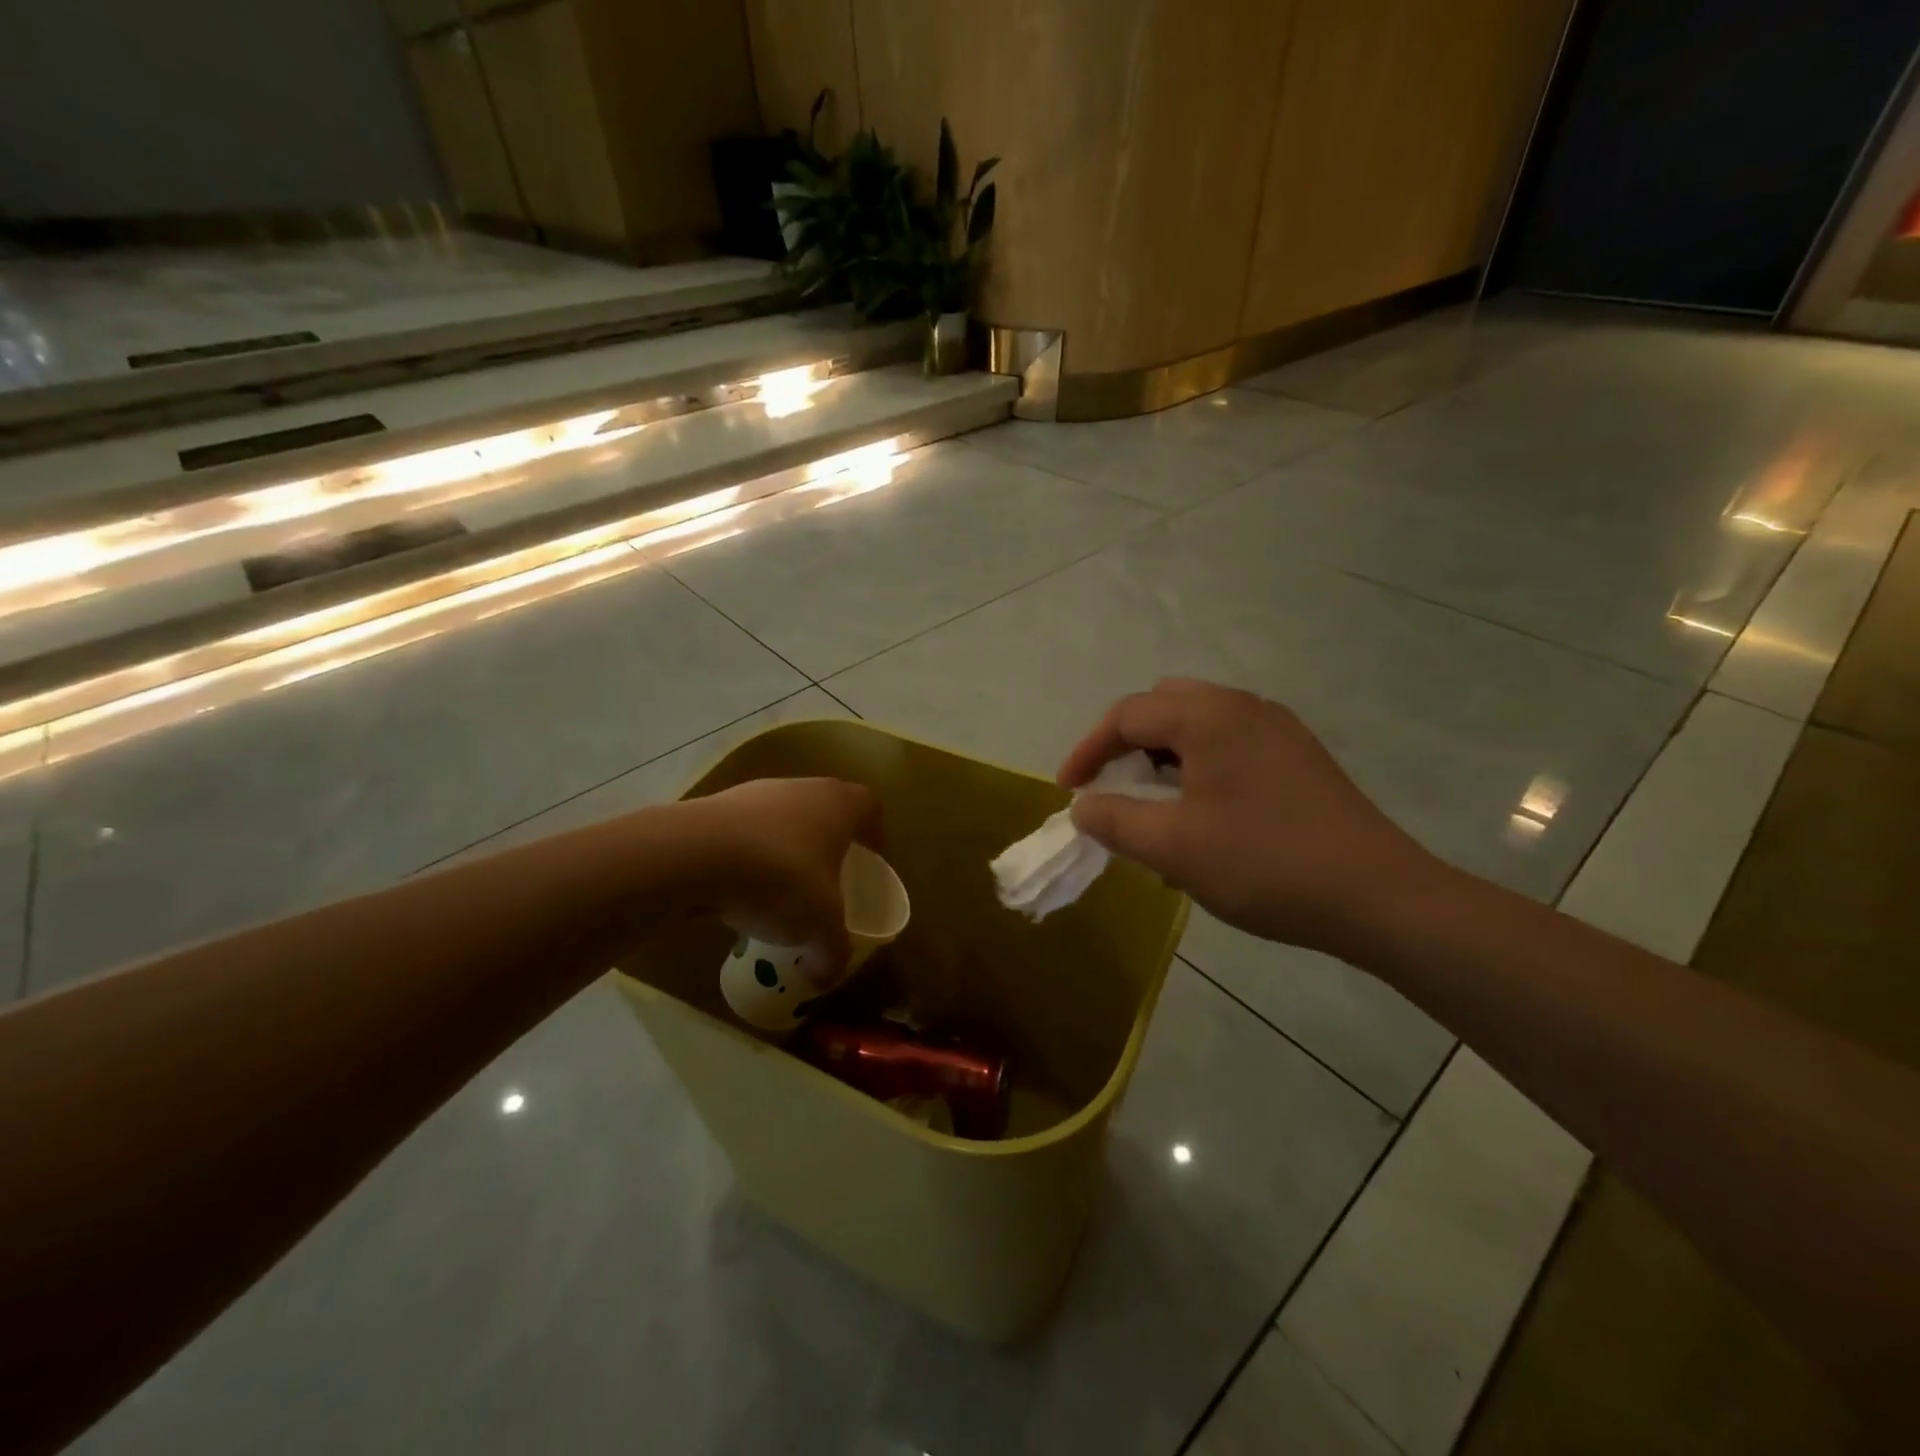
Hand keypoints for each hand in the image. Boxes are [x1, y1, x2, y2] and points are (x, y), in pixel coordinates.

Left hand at [686, 777, 882, 985]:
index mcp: (839, 804)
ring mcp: (756, 792)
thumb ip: (832, 951)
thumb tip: (827, 976)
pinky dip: (747, 856)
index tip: (870, 861)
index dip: (874, 834)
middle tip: (827, 880)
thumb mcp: (820, 926)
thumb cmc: (780, 878)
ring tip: (778, 891)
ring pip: (783, 820)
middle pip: (825, 810)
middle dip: (828, 844)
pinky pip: (745, 833)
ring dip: (785, 849)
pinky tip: (738, 890)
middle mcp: (802, 787)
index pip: (869, 807)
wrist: (694, 856)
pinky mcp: (715, 806)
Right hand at [1059, 680, 1439, 955]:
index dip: (1087, 750)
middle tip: (1110, 786)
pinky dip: (1198, 766)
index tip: (1068, 791)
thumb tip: (1084, 806)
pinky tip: (1201, 815)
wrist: (1378, 896)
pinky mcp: (1299, 756)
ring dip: (1163, 756)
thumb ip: (1114, 820)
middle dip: (1126, 744)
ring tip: (1151, 805)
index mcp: (1208, 716)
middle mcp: (1242, 707)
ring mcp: (1277, 729)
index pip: (1126, 715)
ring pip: (1199, 724)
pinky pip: (1230, 744)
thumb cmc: (1264, 864)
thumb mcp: (1172, 847)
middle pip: (1163, 707)